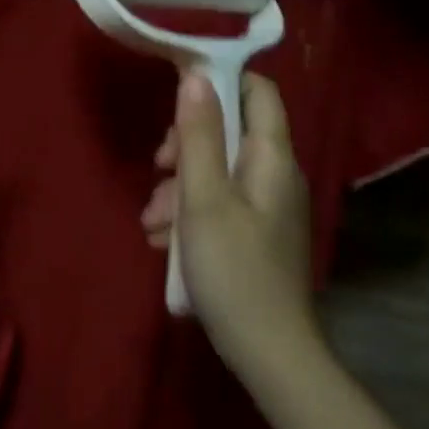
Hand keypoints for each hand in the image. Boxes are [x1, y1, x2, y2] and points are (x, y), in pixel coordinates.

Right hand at [141, 71, 319, 377]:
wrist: (268, 352)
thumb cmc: (234, 270)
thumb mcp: (204, 199)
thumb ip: (200, 136)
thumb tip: (196, 76)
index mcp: (272, 158)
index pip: (258, 91)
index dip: (219, 81)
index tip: (177, 95)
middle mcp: (275, 175)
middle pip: (230, 132)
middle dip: (186, 146)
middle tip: (159, 168)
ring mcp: (267, 206)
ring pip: (217, 172)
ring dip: (179, 187)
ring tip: (152, 224)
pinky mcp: (255, 233)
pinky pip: (220, 204)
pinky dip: (191, 213)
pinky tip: (166, 242)